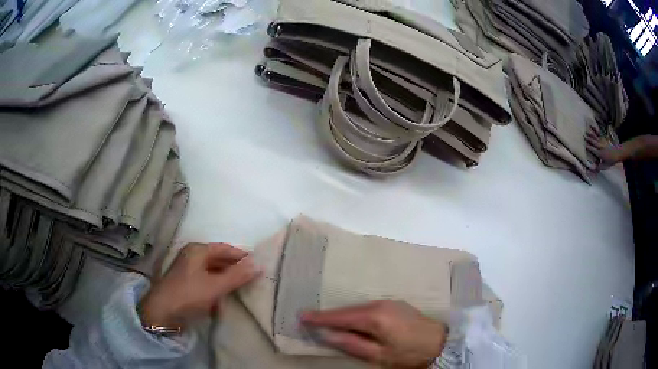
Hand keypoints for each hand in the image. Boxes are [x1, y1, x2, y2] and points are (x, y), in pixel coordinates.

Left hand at [140, 243, 259, 329]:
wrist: (161, 313)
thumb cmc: (189, 295)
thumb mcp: (215, 286)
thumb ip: (237, 275)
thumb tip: (259, 263)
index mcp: (198, 250)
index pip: (226, 249)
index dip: (242, 257)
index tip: (259, 266)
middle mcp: (192, 256)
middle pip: (219, 259)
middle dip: (235, 270)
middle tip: (253, 279)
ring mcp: (188, 270)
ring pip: (213, 271)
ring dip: (227, 280)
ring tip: (242, 289)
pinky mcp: (186, 283)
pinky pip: (207, 281)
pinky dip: (217, 288)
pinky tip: (224, 298)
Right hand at [302, 301, 447, 368]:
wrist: (439, 342)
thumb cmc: (408, 353)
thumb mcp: (378, 355)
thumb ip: (352, 343)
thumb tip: (327, 334)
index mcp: (374, 318)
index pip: (340, 317)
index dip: (320, 318)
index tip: (302, 316)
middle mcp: (379, 304)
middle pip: (348, 310)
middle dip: (329, 315)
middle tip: (310, 318)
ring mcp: (389, 302)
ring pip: (357, 307)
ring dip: (342, 314)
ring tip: (326, 320)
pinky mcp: (395, 304)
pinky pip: (368, 306)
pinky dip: (355, 313)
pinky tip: (351, 319)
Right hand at [586, 126, 624, 169]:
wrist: (617, 153)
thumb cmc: (611, 160)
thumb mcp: (606, 166)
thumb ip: (599, 167)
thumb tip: (593, 168)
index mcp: (600, 154)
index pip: (593, 150)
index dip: (589, 148)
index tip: (584, 145)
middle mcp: (601, 147)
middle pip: (594, 143)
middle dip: (589, 140)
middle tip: (584, 136)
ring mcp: (603, 143)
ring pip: (596, 138)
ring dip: (591, 135)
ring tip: (587, 131)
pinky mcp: (604, 140)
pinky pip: (599, 136)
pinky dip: (596, 133)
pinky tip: (594, 130)